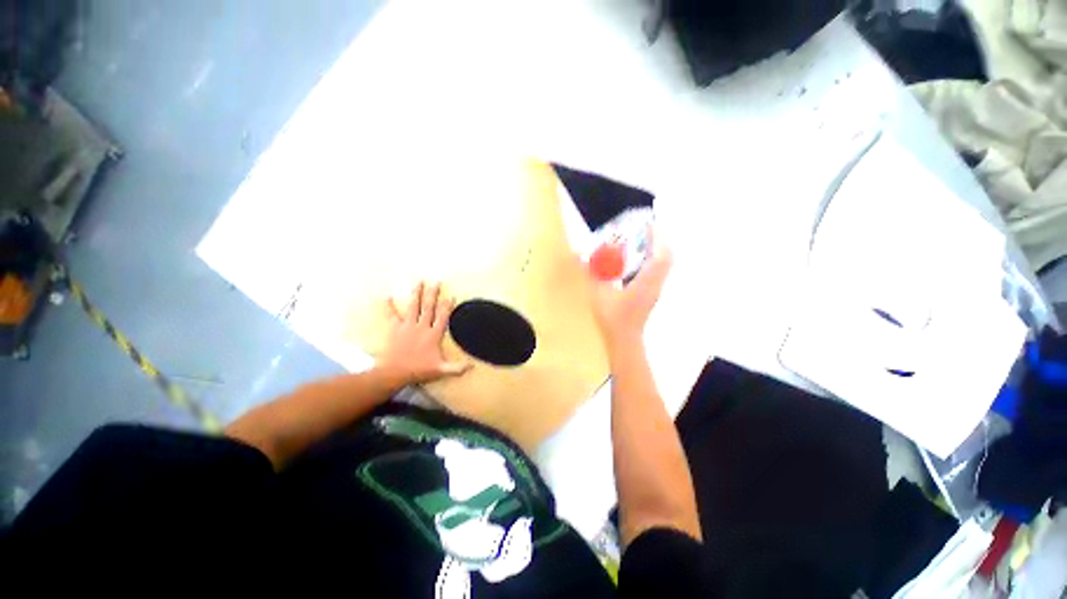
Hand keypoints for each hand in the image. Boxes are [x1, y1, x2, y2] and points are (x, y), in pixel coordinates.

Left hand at [376, 282, 470, 386]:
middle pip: (429, 307)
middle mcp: (422, 327)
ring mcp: (407, 326)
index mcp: (433, 335)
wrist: (395, 373)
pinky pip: (391, 315)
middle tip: (436, 282)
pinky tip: (386, 297)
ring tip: (419, 282)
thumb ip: (457, 368)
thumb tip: (472, 366)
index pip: (443, 317)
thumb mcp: (441, 370)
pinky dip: (388, 306)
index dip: (447, 306)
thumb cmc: (419, 371)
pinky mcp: (395, 329)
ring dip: (416, 294)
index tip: (451, 295)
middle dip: (433, 294)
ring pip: (413, 307)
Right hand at [590, 230, 671, 348]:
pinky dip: (649, 263)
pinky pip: (656, 273)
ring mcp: (654, 291)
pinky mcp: (651, 296)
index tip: (648, 224)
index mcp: (645, 283)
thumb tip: (576, 257)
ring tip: (638, 243)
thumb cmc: (611, 320)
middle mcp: (654, 285)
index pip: (661, 256)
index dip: (658, 238)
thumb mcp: (596, 295)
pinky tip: (633, 264)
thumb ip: (587, 275)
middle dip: (657, 241)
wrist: (623, 342)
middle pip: (665, 258)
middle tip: (642, 232)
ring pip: (662, 266)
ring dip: (654, 252)